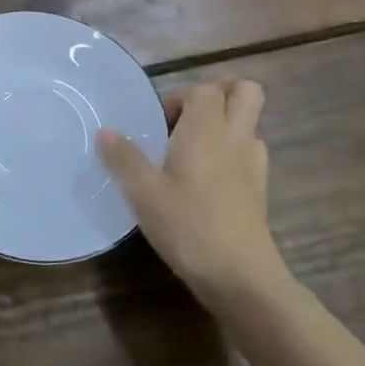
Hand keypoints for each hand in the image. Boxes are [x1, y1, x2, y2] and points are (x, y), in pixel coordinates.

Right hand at [96, 78, 282, 307]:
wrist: (240, 276)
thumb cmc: (188, 225)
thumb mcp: (143, 192)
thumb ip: (123, 157)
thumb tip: (104, 131)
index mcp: (207, 128)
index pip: (203, 88)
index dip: (179, 97)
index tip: (157, 124)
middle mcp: (235, 137)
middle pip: (246, 92)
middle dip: (219, 93)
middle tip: (187, 117)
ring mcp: (253, 163)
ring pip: (249, 122)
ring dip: (226, 123)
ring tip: (192, 149)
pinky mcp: (260, 188)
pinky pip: (249, 151)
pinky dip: (232, 151)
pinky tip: (207, 178)